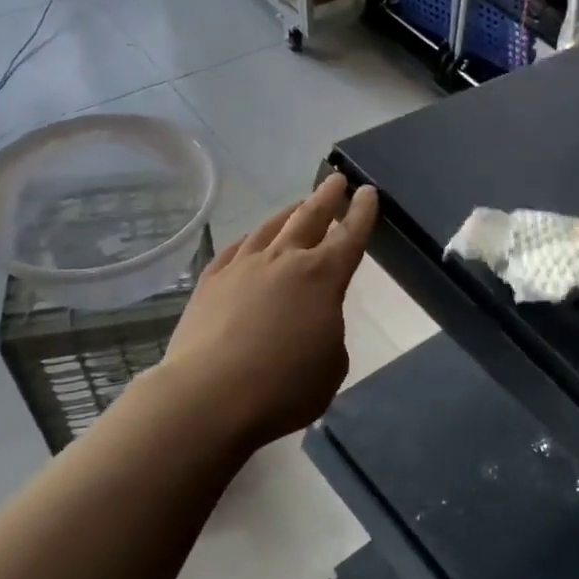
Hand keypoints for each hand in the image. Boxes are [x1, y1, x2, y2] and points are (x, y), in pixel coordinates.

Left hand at [157, 173, 378, 450]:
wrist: (209, 397)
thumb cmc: (284, 387)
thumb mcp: (331, 365)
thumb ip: (328, 332)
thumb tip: (311, 320)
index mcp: (323, 277)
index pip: (350, 236)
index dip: (362, 213)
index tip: (368, 192)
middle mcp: (284, 260)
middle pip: (309, 217)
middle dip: (326, 197)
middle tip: (336, 180)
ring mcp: (243, 267)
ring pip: (270, 228)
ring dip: (288, 213)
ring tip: (297, 205)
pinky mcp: (210, 282)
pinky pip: (235, 250)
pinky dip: (250, 241)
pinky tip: (250, 242)